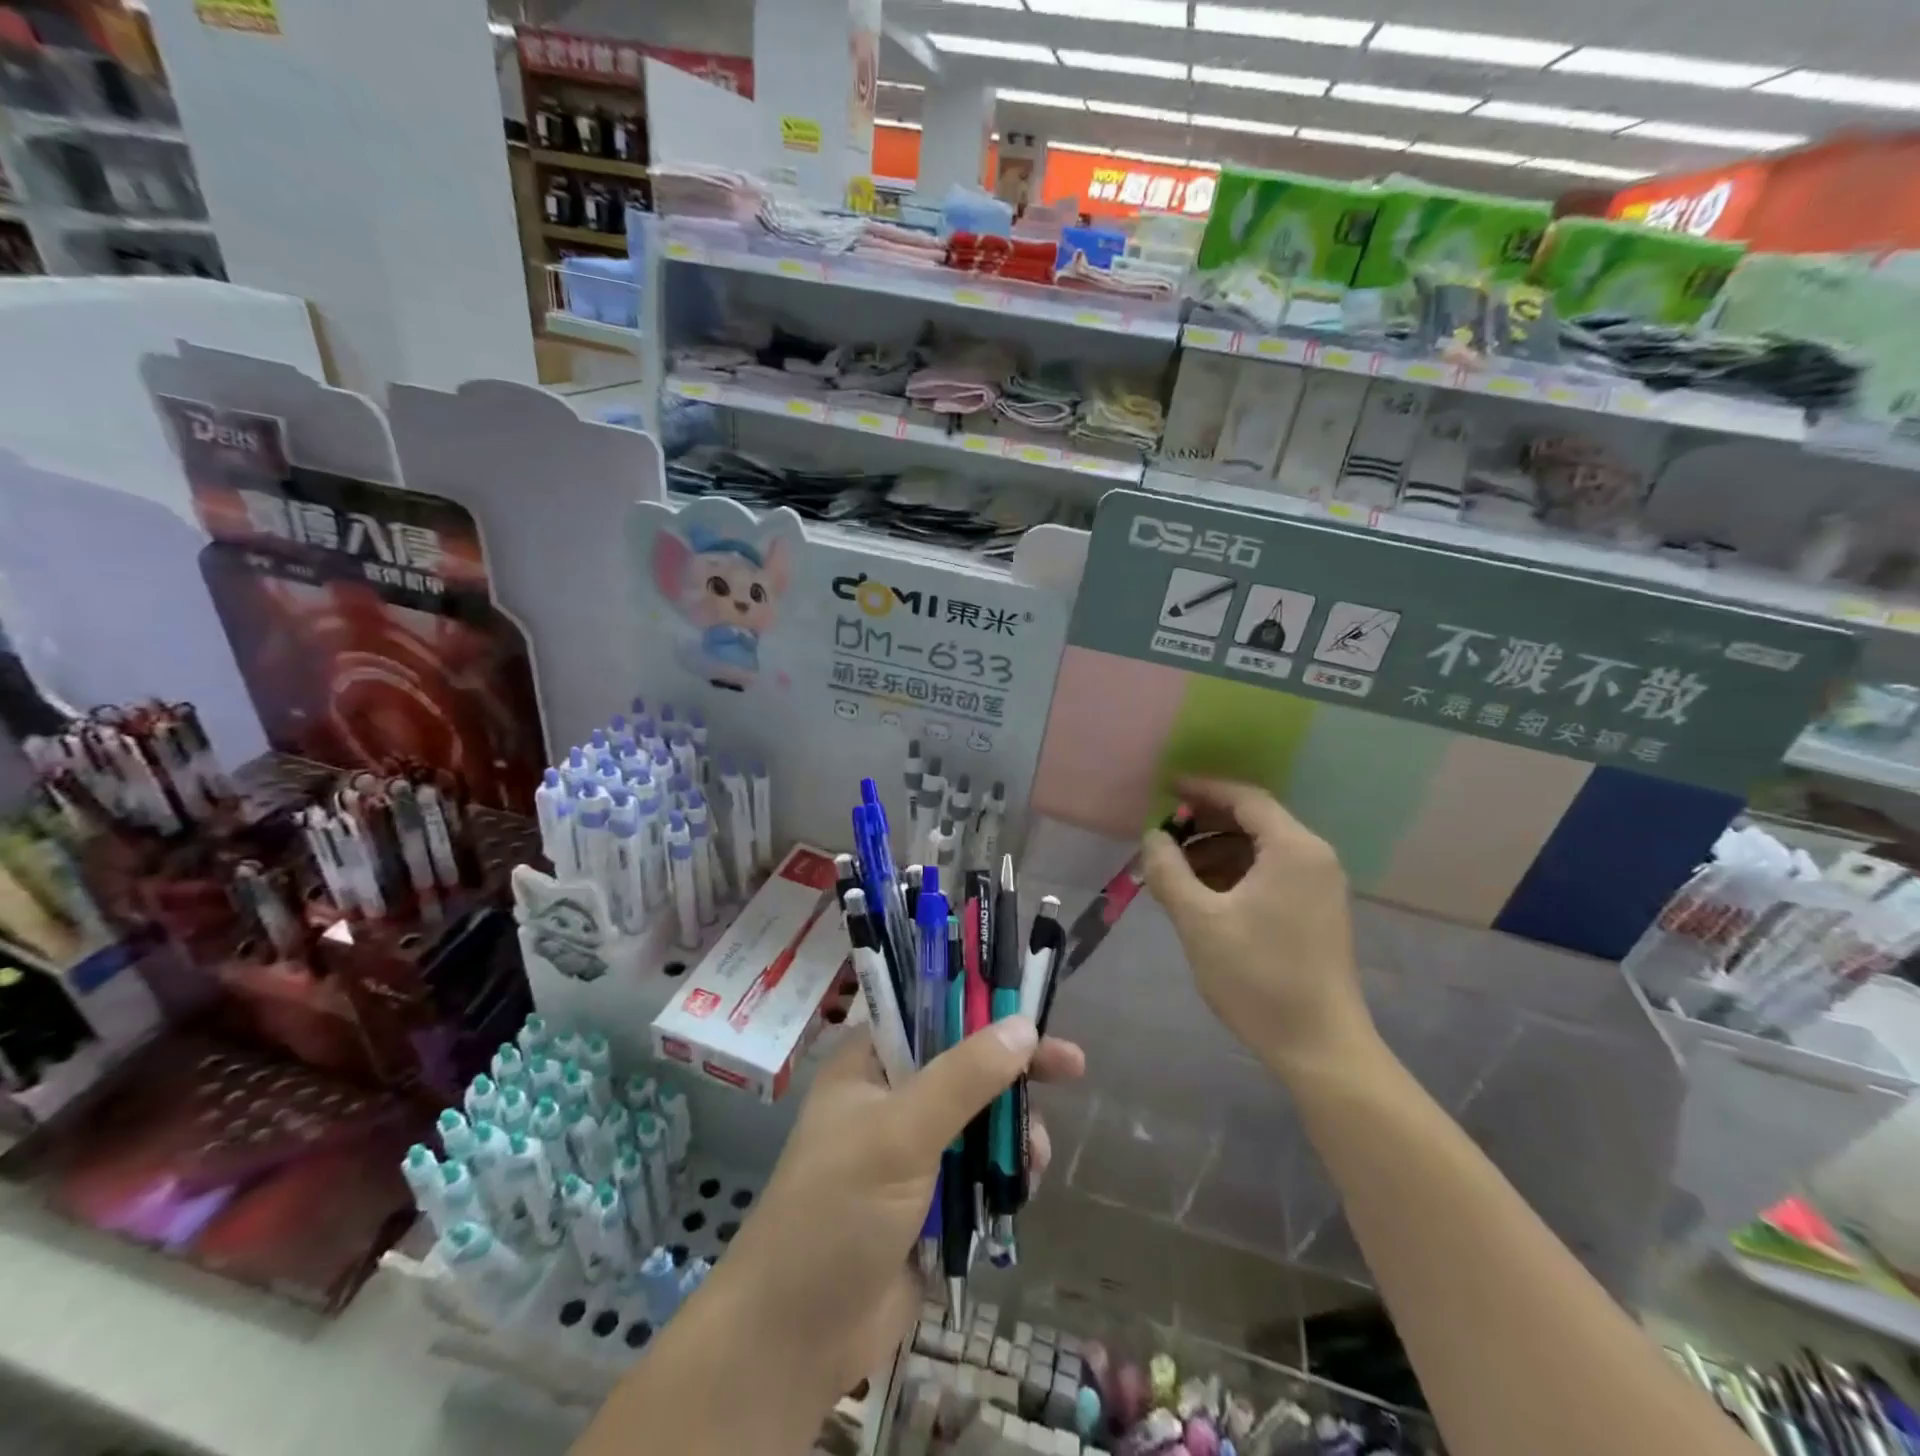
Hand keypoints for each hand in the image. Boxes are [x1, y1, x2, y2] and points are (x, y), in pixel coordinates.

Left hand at [712, 1019, 1085, 1395]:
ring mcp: (910, 1153)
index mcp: (869, 1065)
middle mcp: (890, 1099)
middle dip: (1014, 1072)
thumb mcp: (900, 1133)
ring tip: (1034, 1155)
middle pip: (965, 1066)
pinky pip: (979, 1171)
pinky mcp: (929, 1203)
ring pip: (979, 1121)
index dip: (983, 1006)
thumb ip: (964, 1078)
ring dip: (1013, 1131)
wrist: (795, 1339)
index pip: (932, 1013)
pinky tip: (1022, 1188)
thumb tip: (1024, 1027)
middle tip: (1072, 1067)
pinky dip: (1005, 1173)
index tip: (1033, 1011)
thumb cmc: (837, 1212)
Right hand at [1141, 778, 1373, 1077]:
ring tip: (1173, 870)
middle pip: (1253, 820)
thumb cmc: (1258, 977)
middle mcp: (1313, 858)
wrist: (1319, 1047)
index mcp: (1293, 849)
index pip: (1245, 798)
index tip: (1164, 790)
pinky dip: (1233, 874)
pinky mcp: (1315, 912)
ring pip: (1259, 850)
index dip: (1202, 789)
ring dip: (1215, 851)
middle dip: (1204, 823)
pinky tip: (1201, 894)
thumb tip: (1152, 836)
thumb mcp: (1199, 920)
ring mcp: (1318, 886)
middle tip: (1162, 834)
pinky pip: (1269, 874)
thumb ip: (1169, 871)